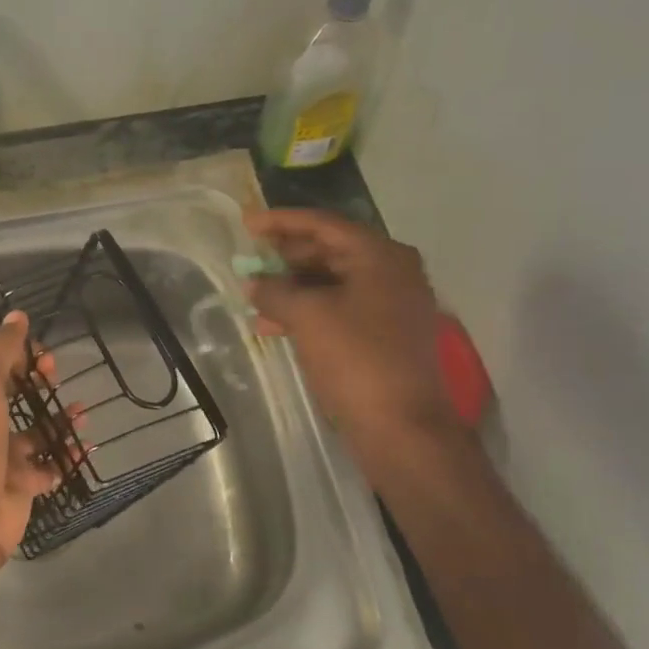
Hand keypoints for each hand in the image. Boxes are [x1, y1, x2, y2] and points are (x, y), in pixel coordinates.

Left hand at [0, 311, 61, 579]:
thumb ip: (0, 350)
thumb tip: (17, 314)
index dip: (21, 357)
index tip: (45, 357)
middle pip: (16, 398)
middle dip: (40, 385)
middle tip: (59, 380)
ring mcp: (2, 459)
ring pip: (36, 433)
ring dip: (59, 421)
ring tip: (83, 414)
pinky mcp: (20, 487)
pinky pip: (49, 467)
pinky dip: (67, 458)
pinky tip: (85, 449)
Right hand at [245, 209, 467, 460]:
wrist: (402, 427)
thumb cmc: (356, 359)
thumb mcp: (307, 317)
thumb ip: (275, 291)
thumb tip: (254, 283)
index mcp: (380, 256)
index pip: (324, 224)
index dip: (281, 221)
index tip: (246, 223)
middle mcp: (392, 272)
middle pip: (330, 250)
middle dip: (286, 255)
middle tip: (251, 257)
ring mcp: (391, 304)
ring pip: (332, 281)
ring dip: (292, 286)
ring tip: (254, 294)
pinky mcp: (383, 333)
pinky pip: (338, 307)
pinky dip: (307, 310)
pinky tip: (272, 325)